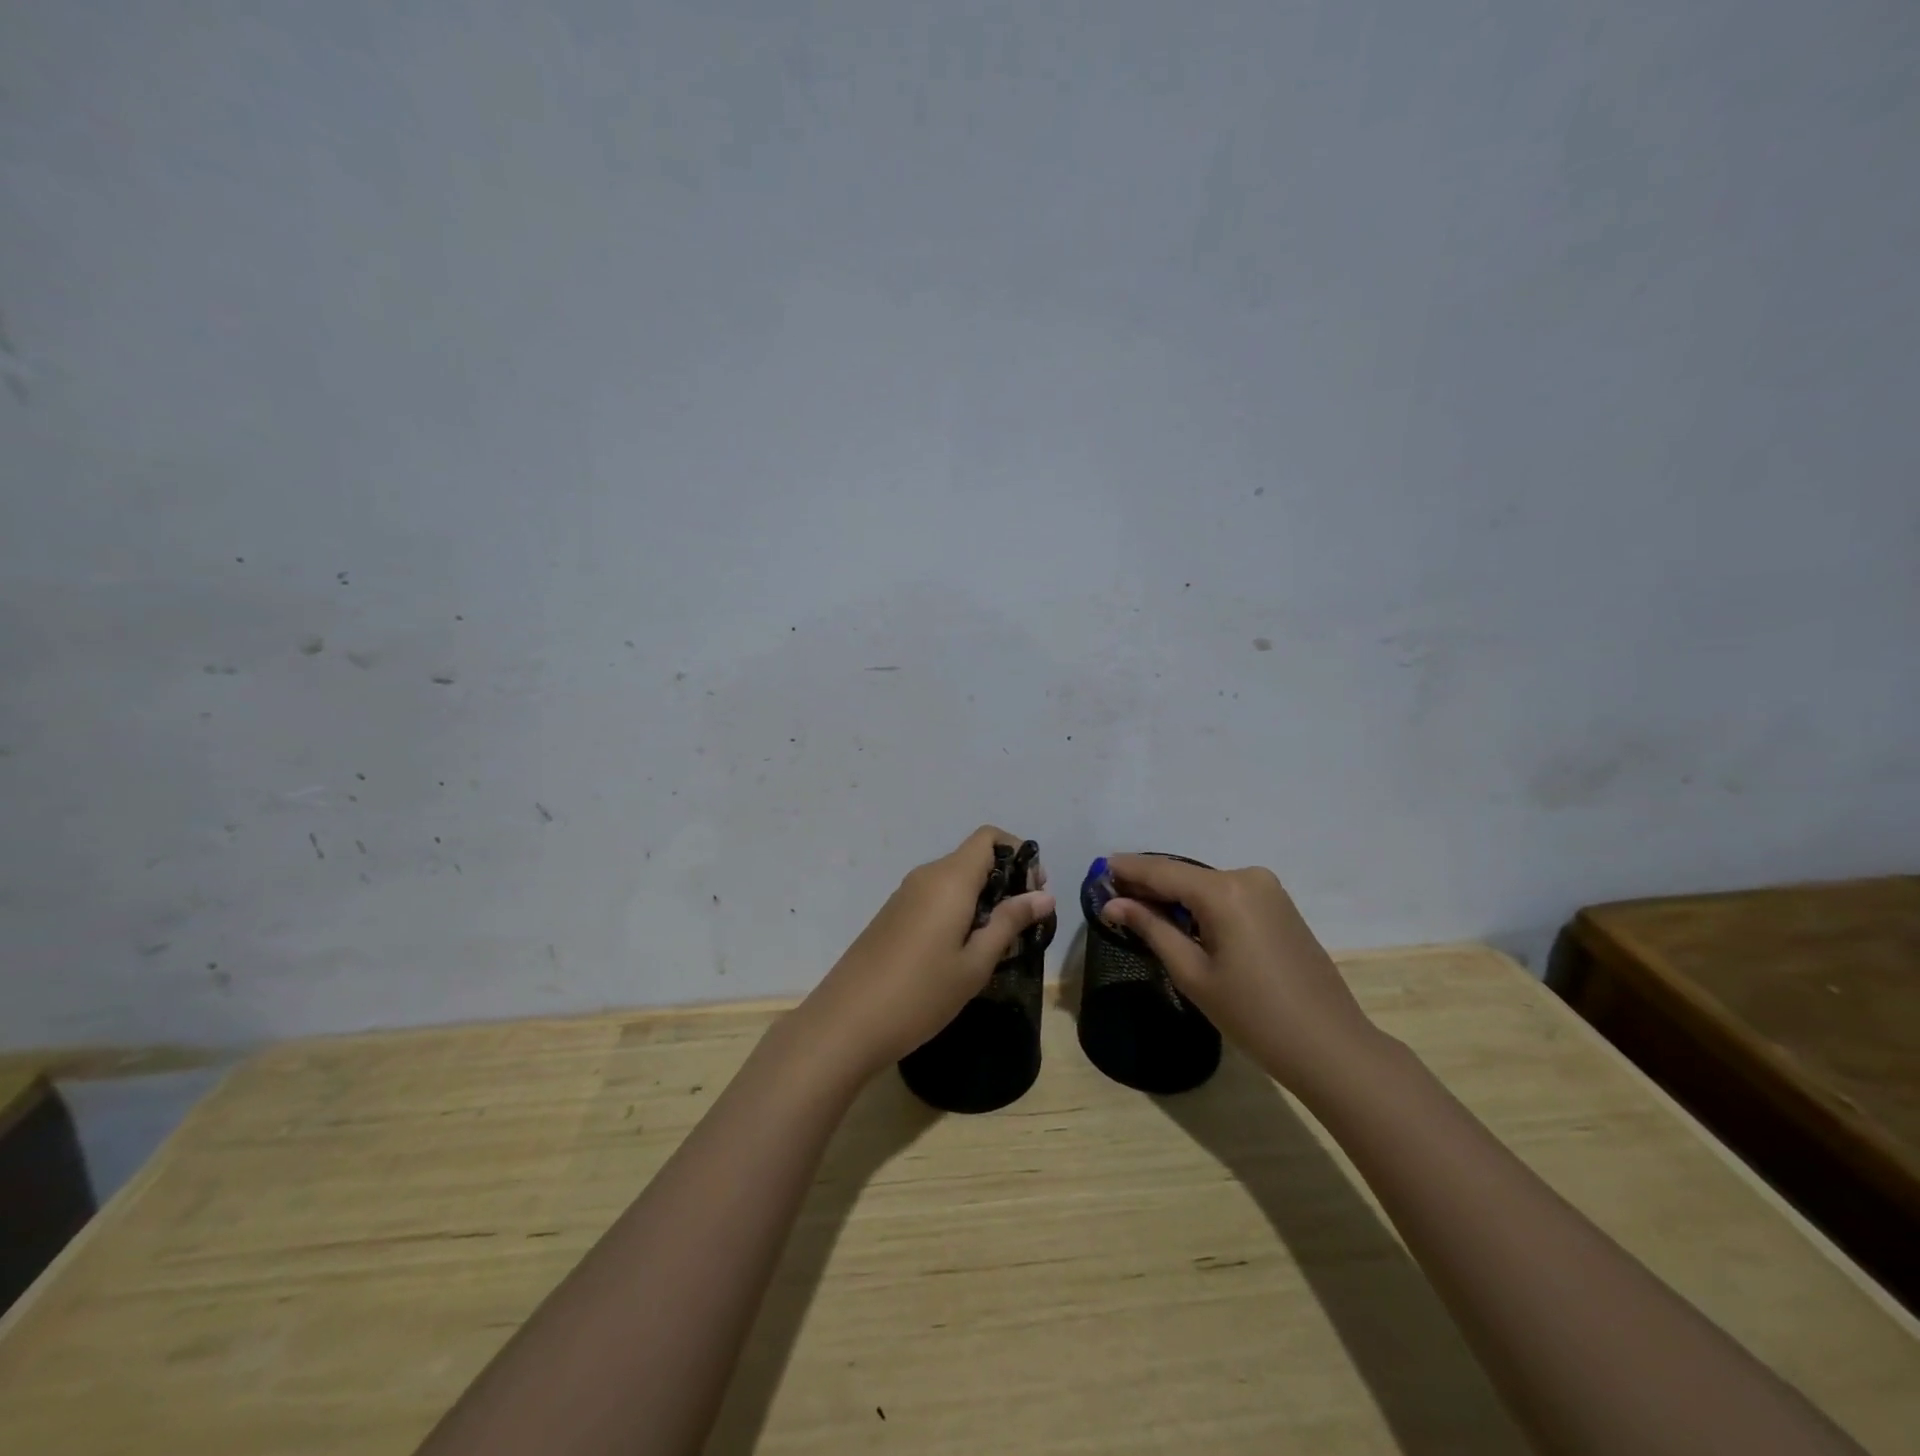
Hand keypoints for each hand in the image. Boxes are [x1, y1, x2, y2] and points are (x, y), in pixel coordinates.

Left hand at [800, 827, 1055, 1078]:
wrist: (846, 1022)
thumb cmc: (920, 994)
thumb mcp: (975, 963)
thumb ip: (1010, 923)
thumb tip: (1044, 896)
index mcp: (950, 879)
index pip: (989, 838)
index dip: (1019, 854)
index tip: (1035, 892)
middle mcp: (927, 876)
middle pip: (974, 857)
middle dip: (1006, 881)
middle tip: (1025, 924)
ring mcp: (905, 894)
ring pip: (955, 879)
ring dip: (983, 899)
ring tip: (999, 943)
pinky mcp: (893, 914)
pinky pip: (936, 896)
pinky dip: (959, 910)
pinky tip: (964, 951)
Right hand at [1100, 855, 1378, 1092]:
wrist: (1330, 1046)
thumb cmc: (1253, 1015)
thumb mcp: (1193, 973)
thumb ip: (1151, 929)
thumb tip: (1113, 904)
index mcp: (1223, 891)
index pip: (1162, 871)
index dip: (1127, 870)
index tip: (1097, 870)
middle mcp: (1246, 876)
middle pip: (1183, 874)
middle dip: (1148, 883)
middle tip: (1112, 895)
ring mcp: (1268, 889)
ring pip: (1205, 883)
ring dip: (1173, 894)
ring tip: (1139, 909)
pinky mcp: (1279, 905)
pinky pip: (1227, 894)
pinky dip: (1199, 903)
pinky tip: (1180, 919)